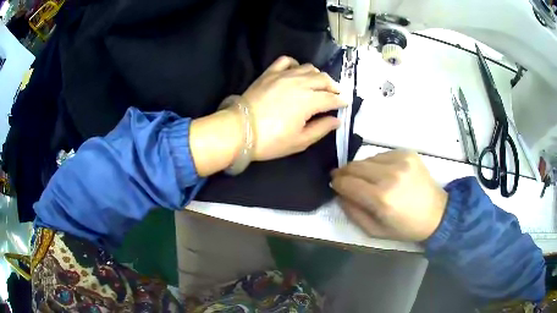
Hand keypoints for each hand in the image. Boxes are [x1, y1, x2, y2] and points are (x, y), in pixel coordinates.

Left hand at [241, 56, 346, 160]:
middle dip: (333, 86)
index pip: (331, 98)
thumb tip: (337, 120)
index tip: (345, 104)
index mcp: (309, 101)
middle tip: (336, 93)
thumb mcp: (300, 141)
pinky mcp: (269, 73)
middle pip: (323, 79)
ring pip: (308, 68)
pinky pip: (286, 61)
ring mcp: (283, 75)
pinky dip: (295, 64)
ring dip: (318, 75)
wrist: (239, 131)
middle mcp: (299, 83)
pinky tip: (297, 71)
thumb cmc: (270, 141)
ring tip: (320, 83)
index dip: (341, 101)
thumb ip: (321, 129)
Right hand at [331, 150, 447, 241]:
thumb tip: (339, 195)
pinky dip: (377, 163)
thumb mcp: (376, 231)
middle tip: (342, 178)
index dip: (337, 183)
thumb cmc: (406, 227)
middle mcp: (390, 175)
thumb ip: (353, 213)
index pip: (348, 183)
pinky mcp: (407, 153)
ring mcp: (400, 160)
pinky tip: (383, 173)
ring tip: (365, 178)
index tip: (334, 184)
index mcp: (382, 198)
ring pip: (367, 159)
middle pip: (355, 166)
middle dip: (344, 172)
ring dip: (361, 168)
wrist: (437, 213)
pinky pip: (382, 154)